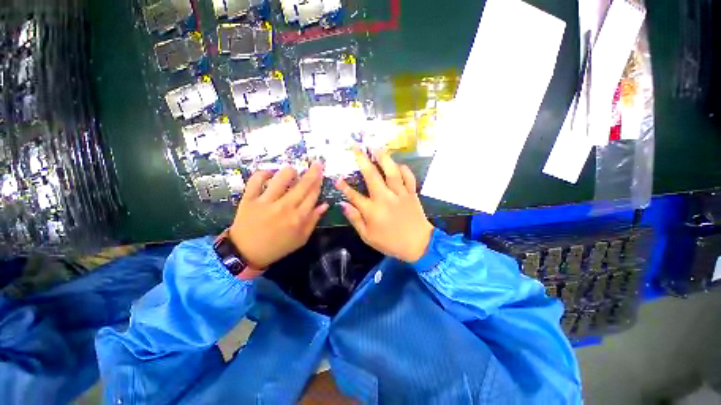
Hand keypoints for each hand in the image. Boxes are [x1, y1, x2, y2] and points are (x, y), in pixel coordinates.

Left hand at [229, 162, 328, 270]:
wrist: (246, 253)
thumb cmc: (277, 247)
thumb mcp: (301, 239)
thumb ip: (313, 221)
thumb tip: (324, 204)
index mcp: (298, 218)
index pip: (313, 195)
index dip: (318, 183)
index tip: (322, 174)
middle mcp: (285, 207)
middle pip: (302, 185)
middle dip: (312, 172)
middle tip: (317, 162)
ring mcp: (266, 202)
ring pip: (281, 179)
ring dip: (289, 171)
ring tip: (292, 170)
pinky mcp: (249, 199)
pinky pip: (256, 180)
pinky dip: (263, 173)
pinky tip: (269, 173)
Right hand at [335, 149, 433, 262]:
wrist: (419, 245)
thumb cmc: (391, 243)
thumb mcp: (368, 237)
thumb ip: (355, 220)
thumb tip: (343, 205)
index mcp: (373, 211)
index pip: (354, 196)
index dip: (344, 187)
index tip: (337, 178)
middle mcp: (385, 198)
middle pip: (372, 176)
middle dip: (362, 160)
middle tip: (356, 148)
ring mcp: (400, 194)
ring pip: (391, 172)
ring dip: (383, 158)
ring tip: (376, 147)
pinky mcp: (411, 193)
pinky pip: (408, 177)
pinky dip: (404, 169)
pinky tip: (398, 164)